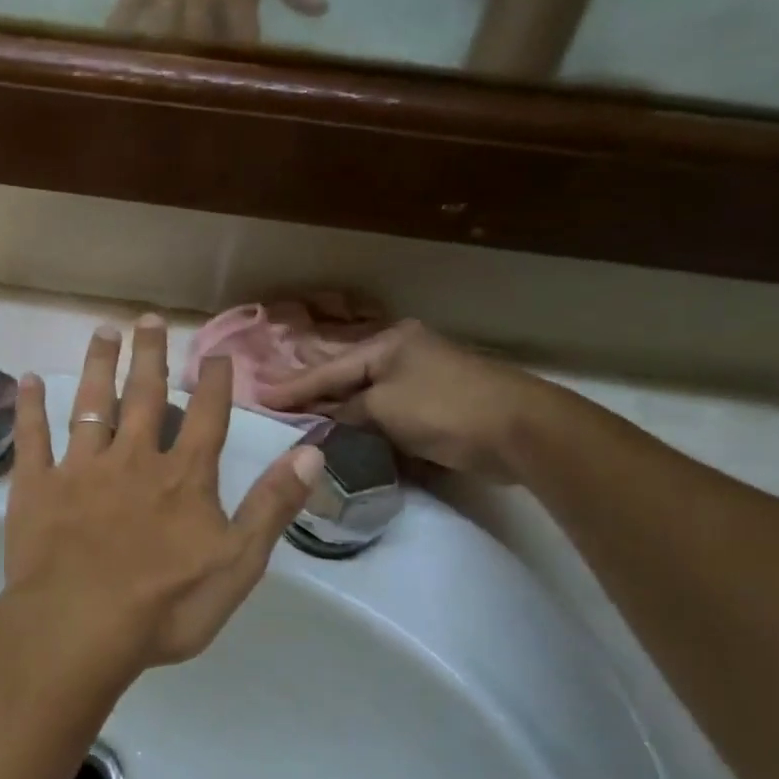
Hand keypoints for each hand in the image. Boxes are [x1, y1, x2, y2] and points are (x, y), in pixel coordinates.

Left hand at [3, 316, 322, 676]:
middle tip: (149, 318)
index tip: (216, 353)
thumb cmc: (166, 605)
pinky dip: (30, 408)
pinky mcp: (37, 486)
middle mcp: (133, 459)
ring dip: (99, 366)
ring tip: (103, 332)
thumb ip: (272, 506)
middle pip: (145, 396)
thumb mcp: (239, 563)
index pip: (207, 418)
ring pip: (92, 404)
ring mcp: (81, 469)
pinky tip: (29, 380)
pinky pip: (32, 438)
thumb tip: (312, 452)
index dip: (214, 384)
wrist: (81, 625)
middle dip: (150, 355)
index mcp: (182, 478)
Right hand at [257, 320, 558, 481]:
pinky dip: (363, 425)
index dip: (292, 387)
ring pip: (364, 397)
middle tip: (274, 404)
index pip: (327, 369)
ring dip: (337, 411)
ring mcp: (420, 380)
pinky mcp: (434, 408)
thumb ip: (345, 412)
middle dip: (312, 392)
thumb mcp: (382, 408)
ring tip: (299, 421)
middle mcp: (401, 355)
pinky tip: (342, 435)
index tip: (258, 398)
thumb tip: (322, 419)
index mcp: (388, 343)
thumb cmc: (444, 408)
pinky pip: (385, 414)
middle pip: (345, 377)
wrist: (520, 431)